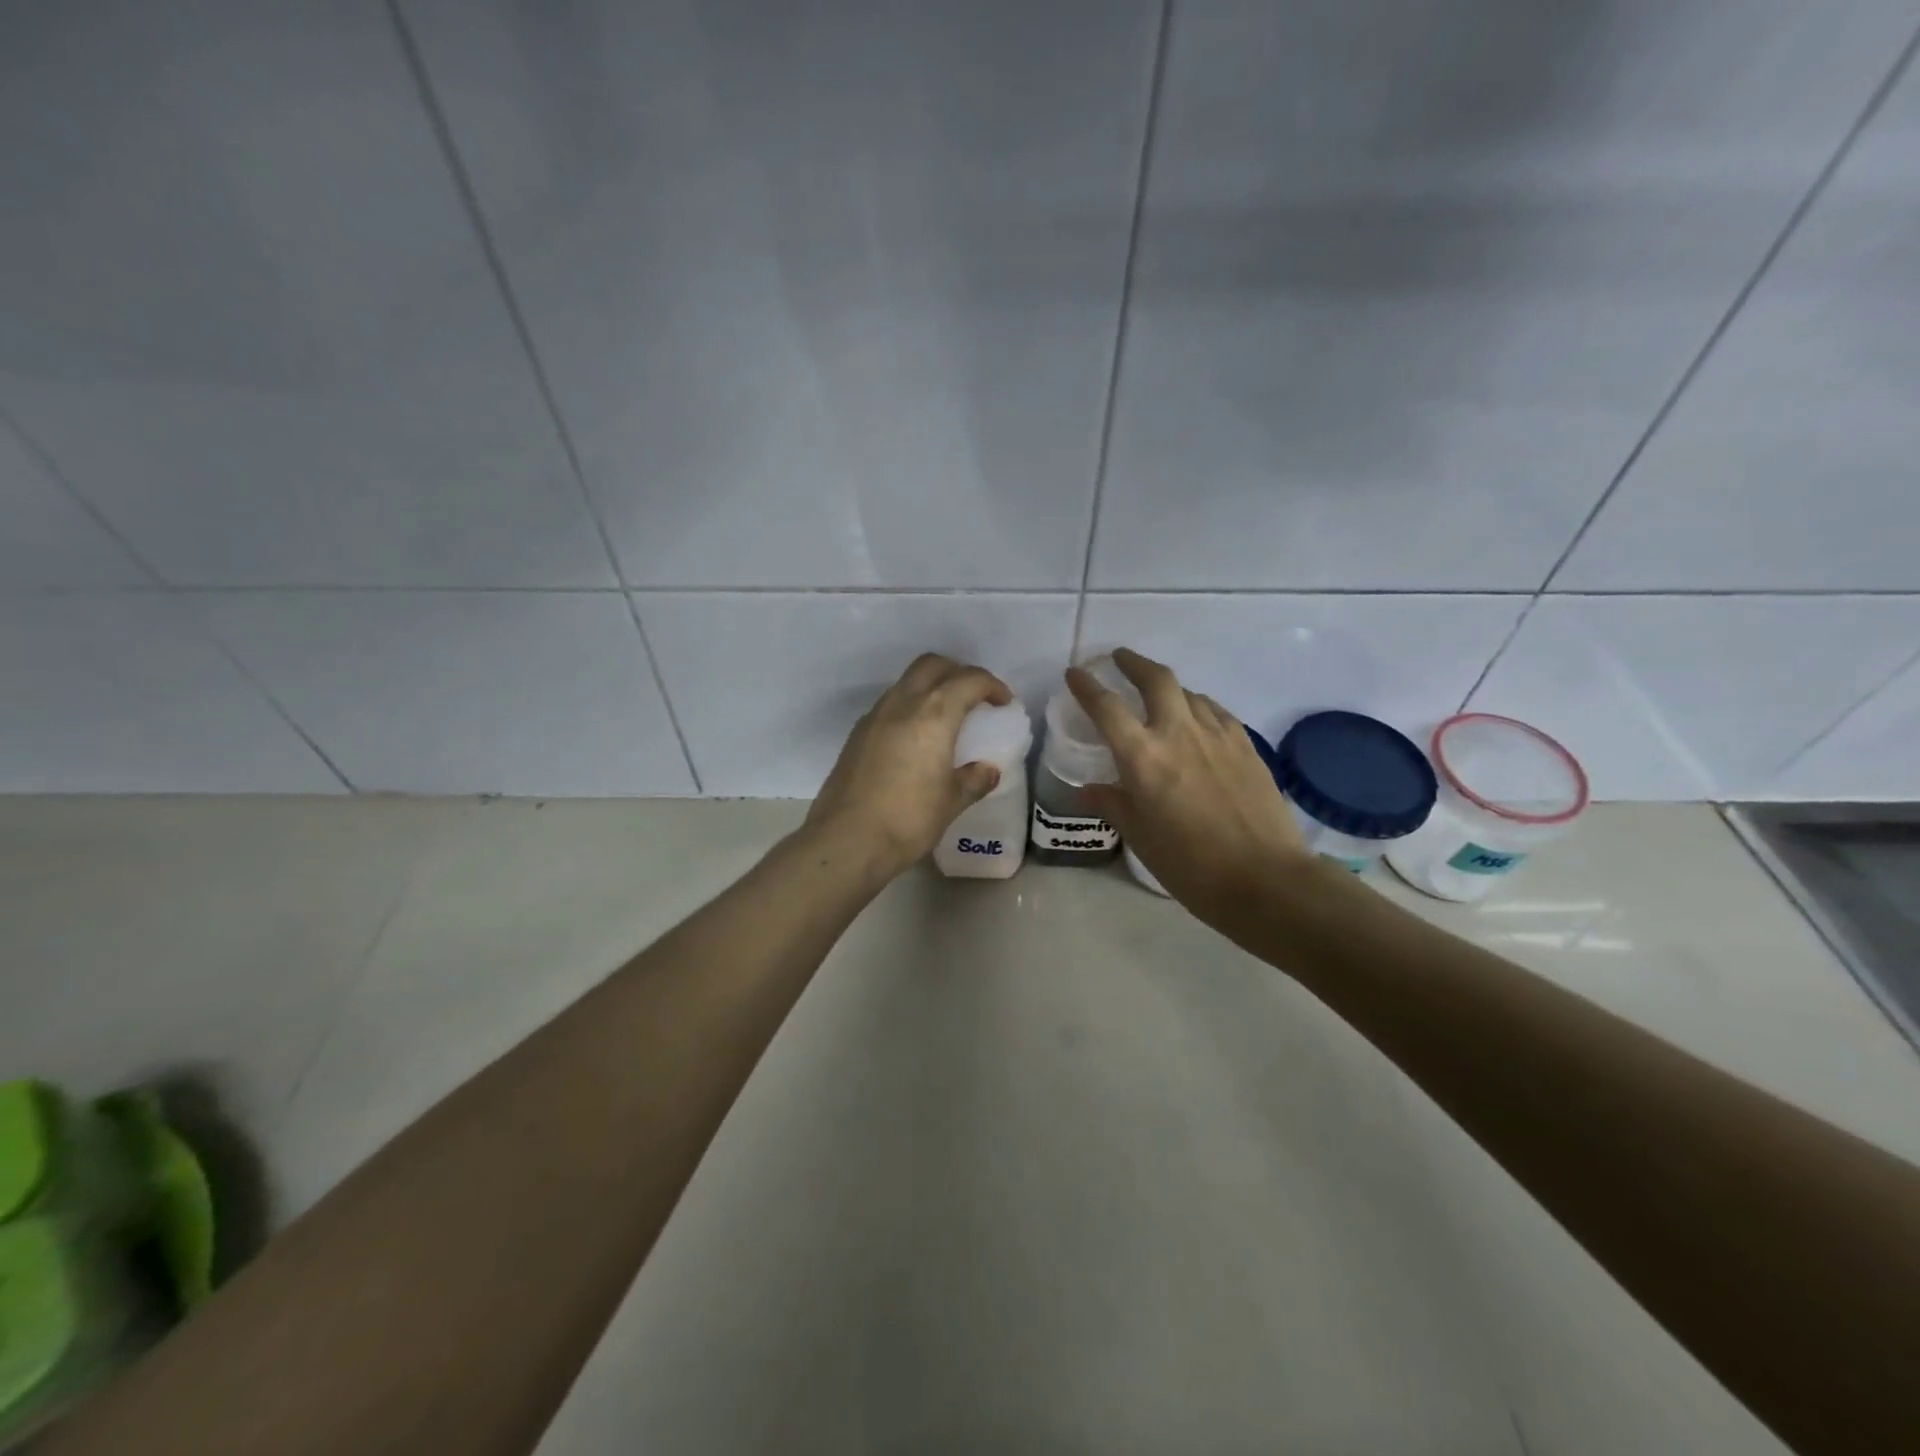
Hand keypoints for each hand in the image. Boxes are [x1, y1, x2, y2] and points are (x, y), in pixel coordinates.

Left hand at [805, 653, 1014, 877]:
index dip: (991, 685)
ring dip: (930, 687)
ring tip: (946, 717)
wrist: (846, 840)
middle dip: (958, 672)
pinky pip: (889, 705)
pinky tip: (916, 738)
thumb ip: (973, 780)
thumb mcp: (951, 802)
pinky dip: (909, 707)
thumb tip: (987, 770)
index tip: (1002, 702)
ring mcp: (874, 717)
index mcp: (933, 714)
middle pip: (932, 665)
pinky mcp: (856, 734)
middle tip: (974, 697)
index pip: (968, 681)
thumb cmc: (908, 819)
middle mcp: (902, 704)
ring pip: (907, 682)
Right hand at [1067, 648, 1310, 919]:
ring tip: (1158, 696)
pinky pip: (1215, 712)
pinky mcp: (1246, 745)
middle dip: (1134, 662)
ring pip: (1189, 693)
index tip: (1074, 673)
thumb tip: (1088, 789)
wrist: (1264, 878)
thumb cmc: (1189, 864)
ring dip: (1168, 687)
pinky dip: (1198, 706)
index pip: (1106, 707)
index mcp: (1143, 756)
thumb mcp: (1140, 837)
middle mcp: (1178, 732)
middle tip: (1120, 658)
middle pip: (1156, 679)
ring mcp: (1217, 734)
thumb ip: (1113, 803)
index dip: (1086, 686)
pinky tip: (1197, 722)